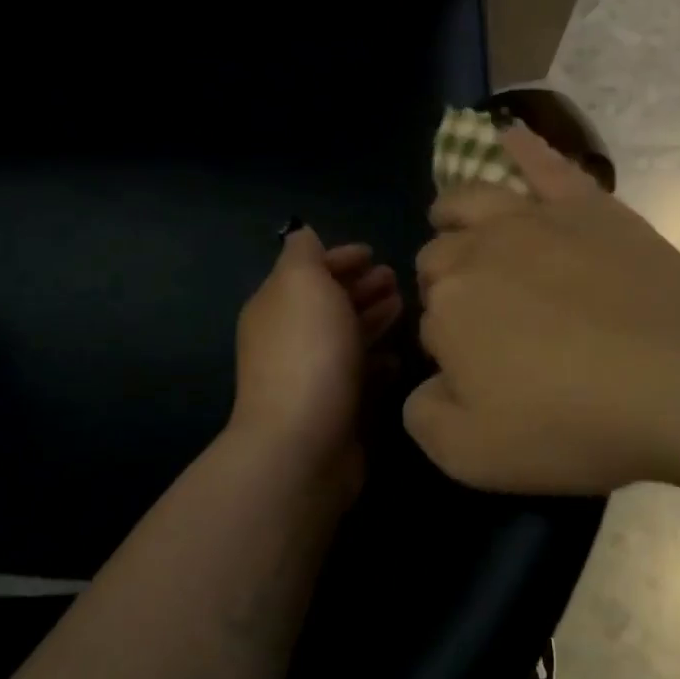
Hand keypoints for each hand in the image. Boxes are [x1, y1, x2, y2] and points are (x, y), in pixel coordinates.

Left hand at [230, 226, 402, 479]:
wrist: (302, 444)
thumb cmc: (308, 352)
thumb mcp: (302, 284)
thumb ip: (303, 254)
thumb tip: (303, 235)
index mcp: (277, 305)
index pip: (308, 270)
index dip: (339, 257)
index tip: (373, 253)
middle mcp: (289, 338)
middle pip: (328, 303)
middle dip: (359, 287)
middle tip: (396, 278)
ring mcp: (311, 375)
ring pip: (345, 336)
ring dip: (371, 318)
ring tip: (403, 307)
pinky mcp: (335, 408)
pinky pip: (358, 374)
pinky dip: (376, 360)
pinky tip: (396, 356)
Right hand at [405, 127, 679, 495]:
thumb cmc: (575, 421)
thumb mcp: (474, 454)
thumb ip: (425, 416)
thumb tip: (426, 385)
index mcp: (448, 309)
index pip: (429, 325)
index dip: (449, 352)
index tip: (480, 378)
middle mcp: (478, 251)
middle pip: (441, 258)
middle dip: (445, 284)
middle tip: (484, 323)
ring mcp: (533, 219)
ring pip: (470, 201)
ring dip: (453, 214)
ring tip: (454, 223)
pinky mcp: (586, 204)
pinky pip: (544, 163)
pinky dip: (522, 148)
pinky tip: (508, 134)